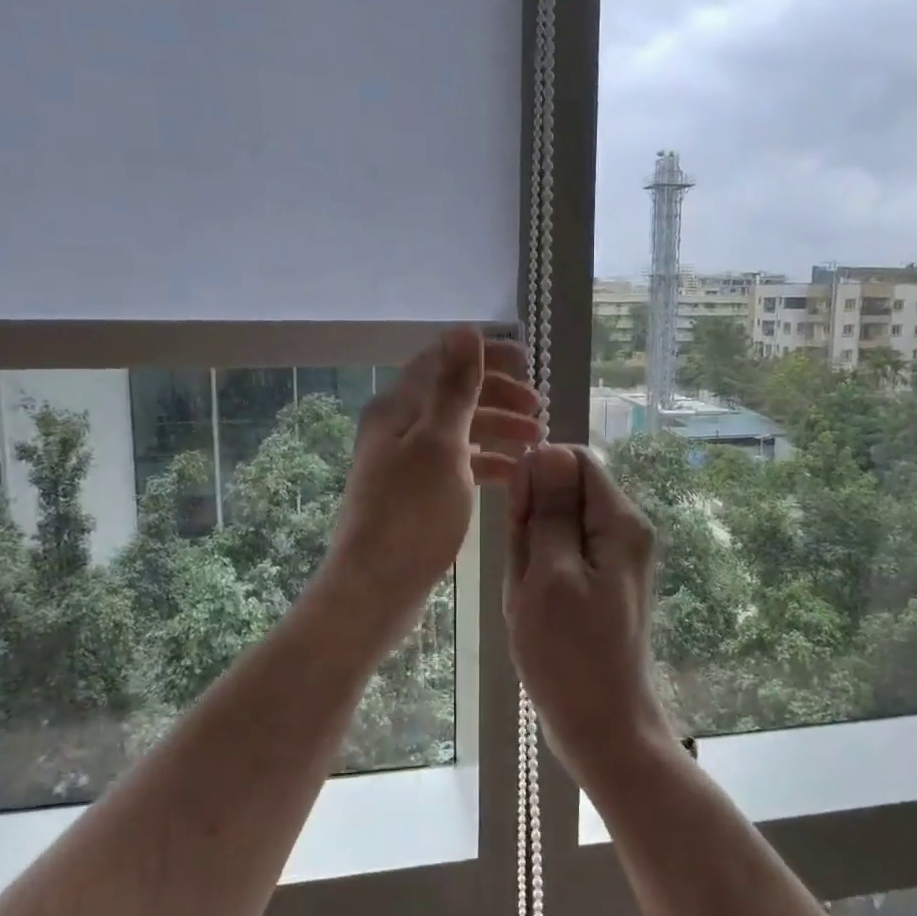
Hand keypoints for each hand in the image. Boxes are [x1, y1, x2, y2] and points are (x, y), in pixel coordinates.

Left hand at [326, 327, 542, 615]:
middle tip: (539, 408)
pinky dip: (487, 462)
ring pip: (460, 430)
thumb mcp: (440, 443)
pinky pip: (458, 464)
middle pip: (454, 395)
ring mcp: (407, 462)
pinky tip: (514, 474)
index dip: (486, 356)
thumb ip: (455, 387)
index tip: (528, 363)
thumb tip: (464, 329)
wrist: (377, 586)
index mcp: (398, 407)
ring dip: (498, 428)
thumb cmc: (412, 513)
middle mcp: (398, 427)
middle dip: (499, 395)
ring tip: (538, 440)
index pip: (443, 361)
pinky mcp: (417, 493)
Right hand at [504, 444, 674, 782]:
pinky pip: (562, 555)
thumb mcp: (549, 575)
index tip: (518, 522)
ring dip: (532, 553)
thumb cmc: (570, 654)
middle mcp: (625, 530)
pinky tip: (534, 606)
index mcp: (620, 522)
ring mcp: (615, 558)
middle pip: (566, 492)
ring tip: (530, 597)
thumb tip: (547, 450)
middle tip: (526, 574)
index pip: (574, 459)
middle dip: (534, 522)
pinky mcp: (601, 581)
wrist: (603, 727)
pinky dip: (540, 573)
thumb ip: (550, 510)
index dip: (537, 478)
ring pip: (558, 525)